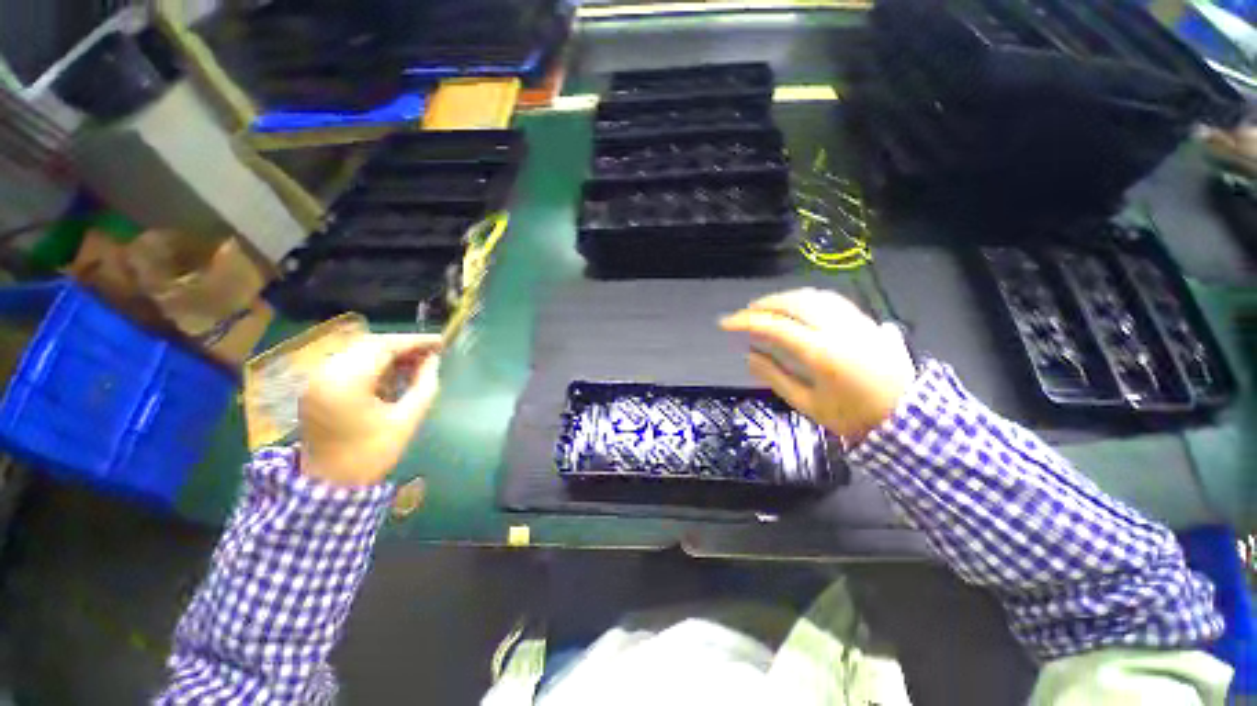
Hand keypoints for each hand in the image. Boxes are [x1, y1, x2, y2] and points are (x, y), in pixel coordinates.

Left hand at [300, 334, 441, 486]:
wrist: (329, 484)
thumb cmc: (371, 453)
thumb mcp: (407, 419)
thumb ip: (425, 385)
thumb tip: (433, 360)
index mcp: (346, 381)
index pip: (384, 347)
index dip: (415, 342)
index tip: (440, 342)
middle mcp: (325, 373)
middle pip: (369, 345)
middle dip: (403, 346)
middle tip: (431, 352)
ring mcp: (316, 379)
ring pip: (358, 351)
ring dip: (389, 353)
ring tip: (417, 361)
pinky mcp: (316, 387)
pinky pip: (349, 363)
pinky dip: (373, 362)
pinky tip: (394, 372)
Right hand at [721, 288, 915, 440]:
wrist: (908, 420)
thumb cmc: (852, 418)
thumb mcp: (807, 403)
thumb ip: (775, 377)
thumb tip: (749, 356)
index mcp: (821, 353)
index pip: (775, 326)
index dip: (746, 321)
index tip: (726, 323)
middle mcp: (839, 329)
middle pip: (794, 302)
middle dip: (764, 304)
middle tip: (745, 313)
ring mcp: (857, 322)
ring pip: (815, 295)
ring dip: (786, 298)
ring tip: (768, 307)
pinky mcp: (868, 322)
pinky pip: (832, 301)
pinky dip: (808, 299)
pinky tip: (799, 307)